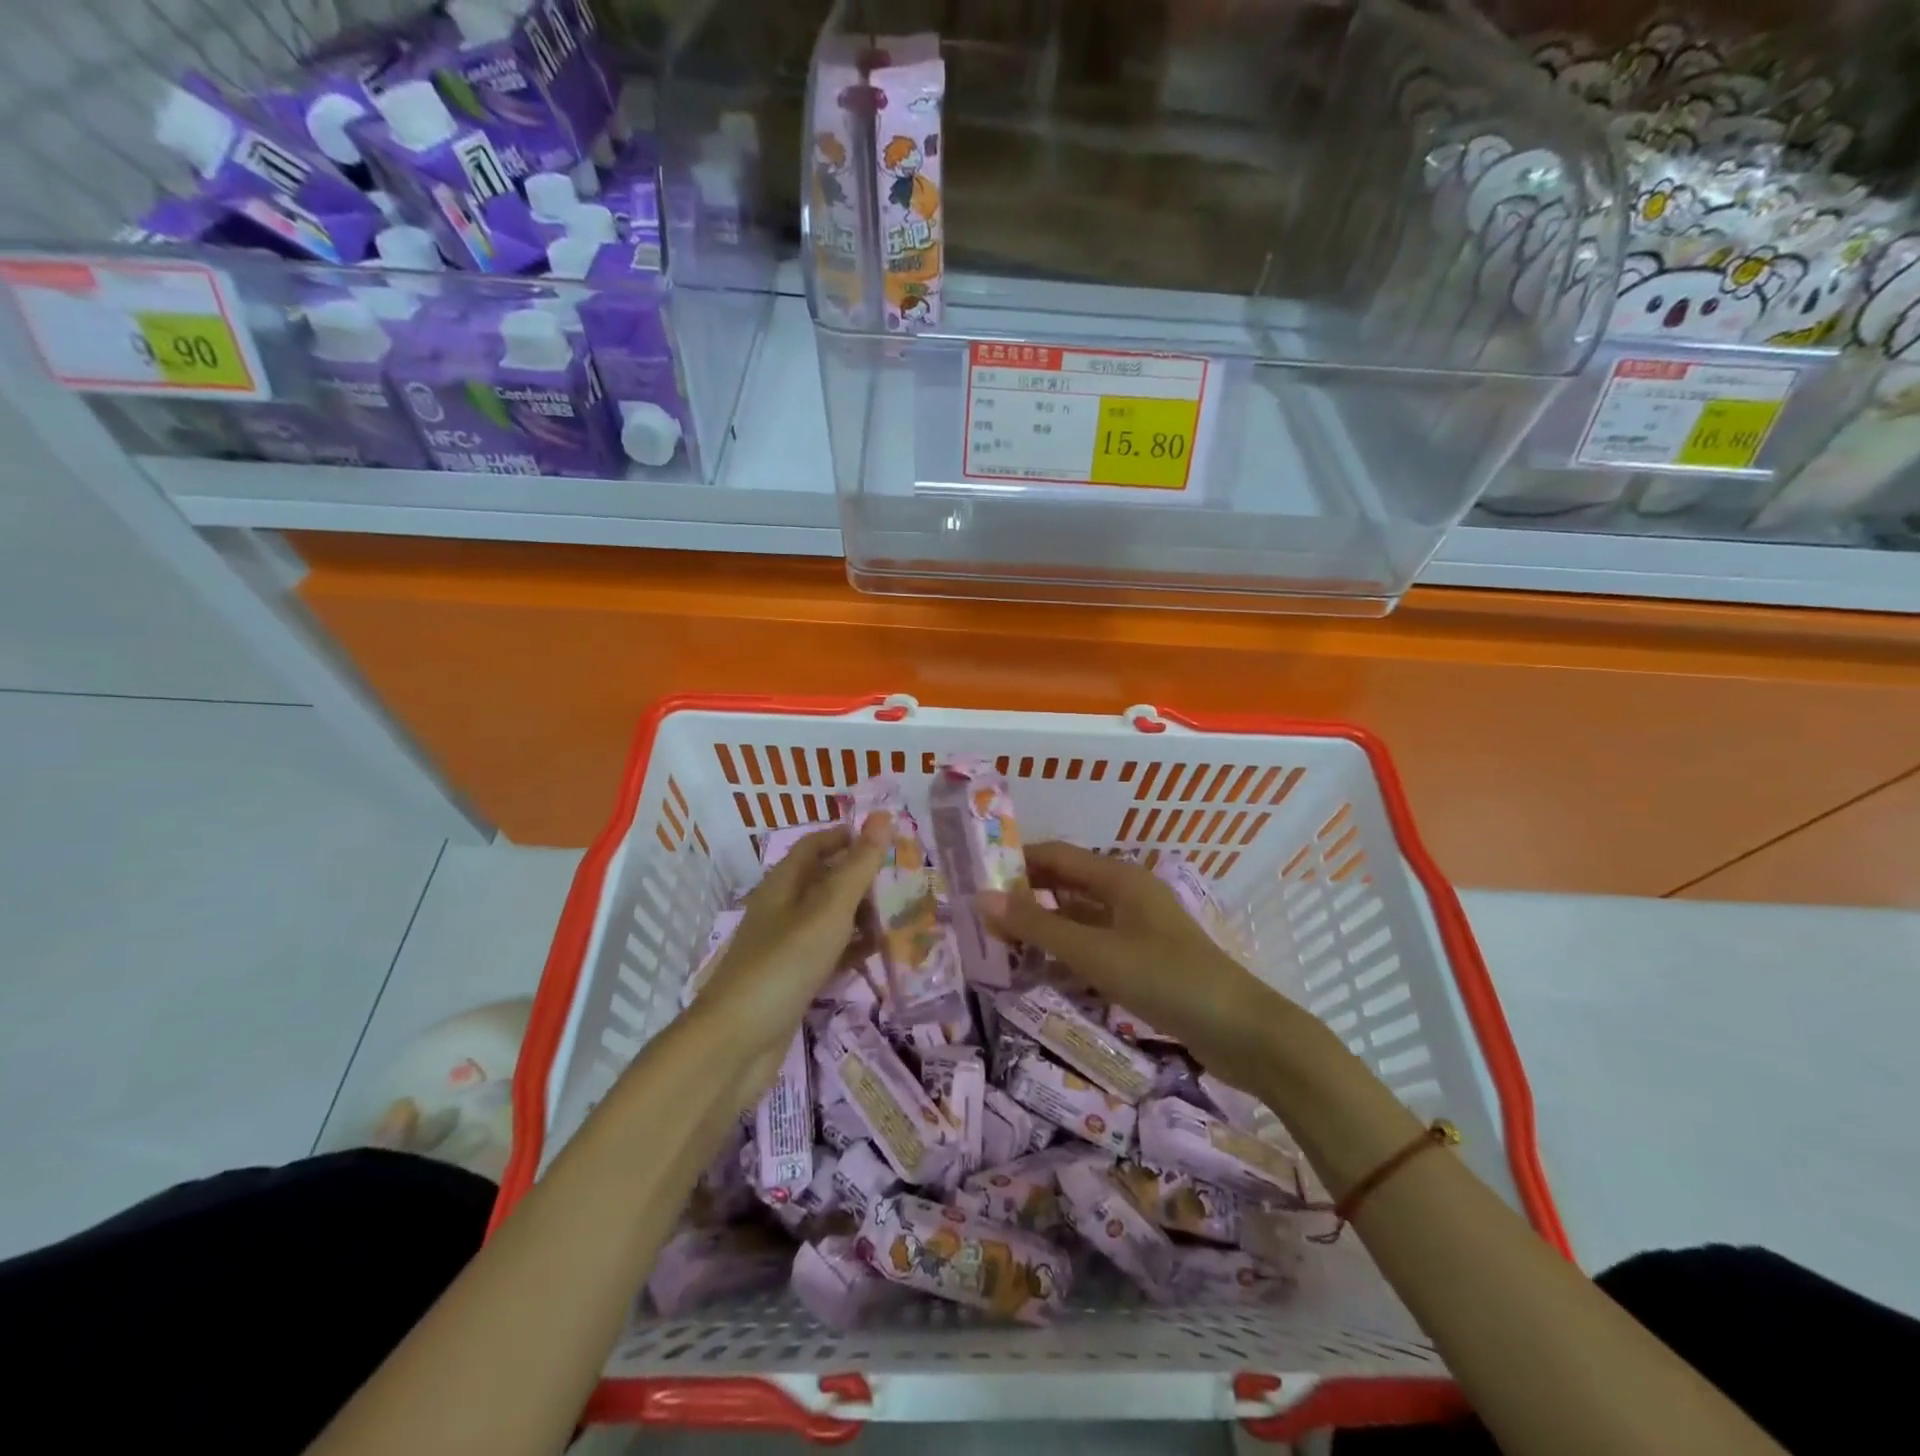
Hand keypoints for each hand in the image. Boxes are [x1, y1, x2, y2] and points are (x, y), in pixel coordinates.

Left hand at [689, 817, 889, 1100]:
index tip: (887, 838)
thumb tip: (883, 817)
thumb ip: (858, 866)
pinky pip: (829, 953)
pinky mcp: (793, 979)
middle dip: (862, 877)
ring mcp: (786, 947)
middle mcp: (782, 909)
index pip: (815, 844)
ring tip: (903, 915)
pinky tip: (880, 953)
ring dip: (862, 914)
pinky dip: (853, 948)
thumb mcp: (828, 909)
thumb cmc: (784, 964)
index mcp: (783, 884)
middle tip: (905, 879)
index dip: (848, 836)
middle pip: (825, 880)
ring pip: (830, 918)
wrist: (736, 1044)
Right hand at [980, 842, 1293, 1089]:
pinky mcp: (1146, 959)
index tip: (974, 875)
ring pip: (1079, 915)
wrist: (1242, 1032)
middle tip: (979, 913)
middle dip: (1026, 893)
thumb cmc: (1166, 979)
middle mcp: (1128, 894)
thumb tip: (981, 899)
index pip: (1055, 855)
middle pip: (1066, 883)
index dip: (1015, 861)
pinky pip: (1095, 943)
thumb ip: (1037, 926)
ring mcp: (1139, 927)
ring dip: (1044, 924)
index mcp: (1119, 877)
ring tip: (999, 940)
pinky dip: (1066, 949)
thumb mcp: (1095, 952)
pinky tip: (1042, 968)